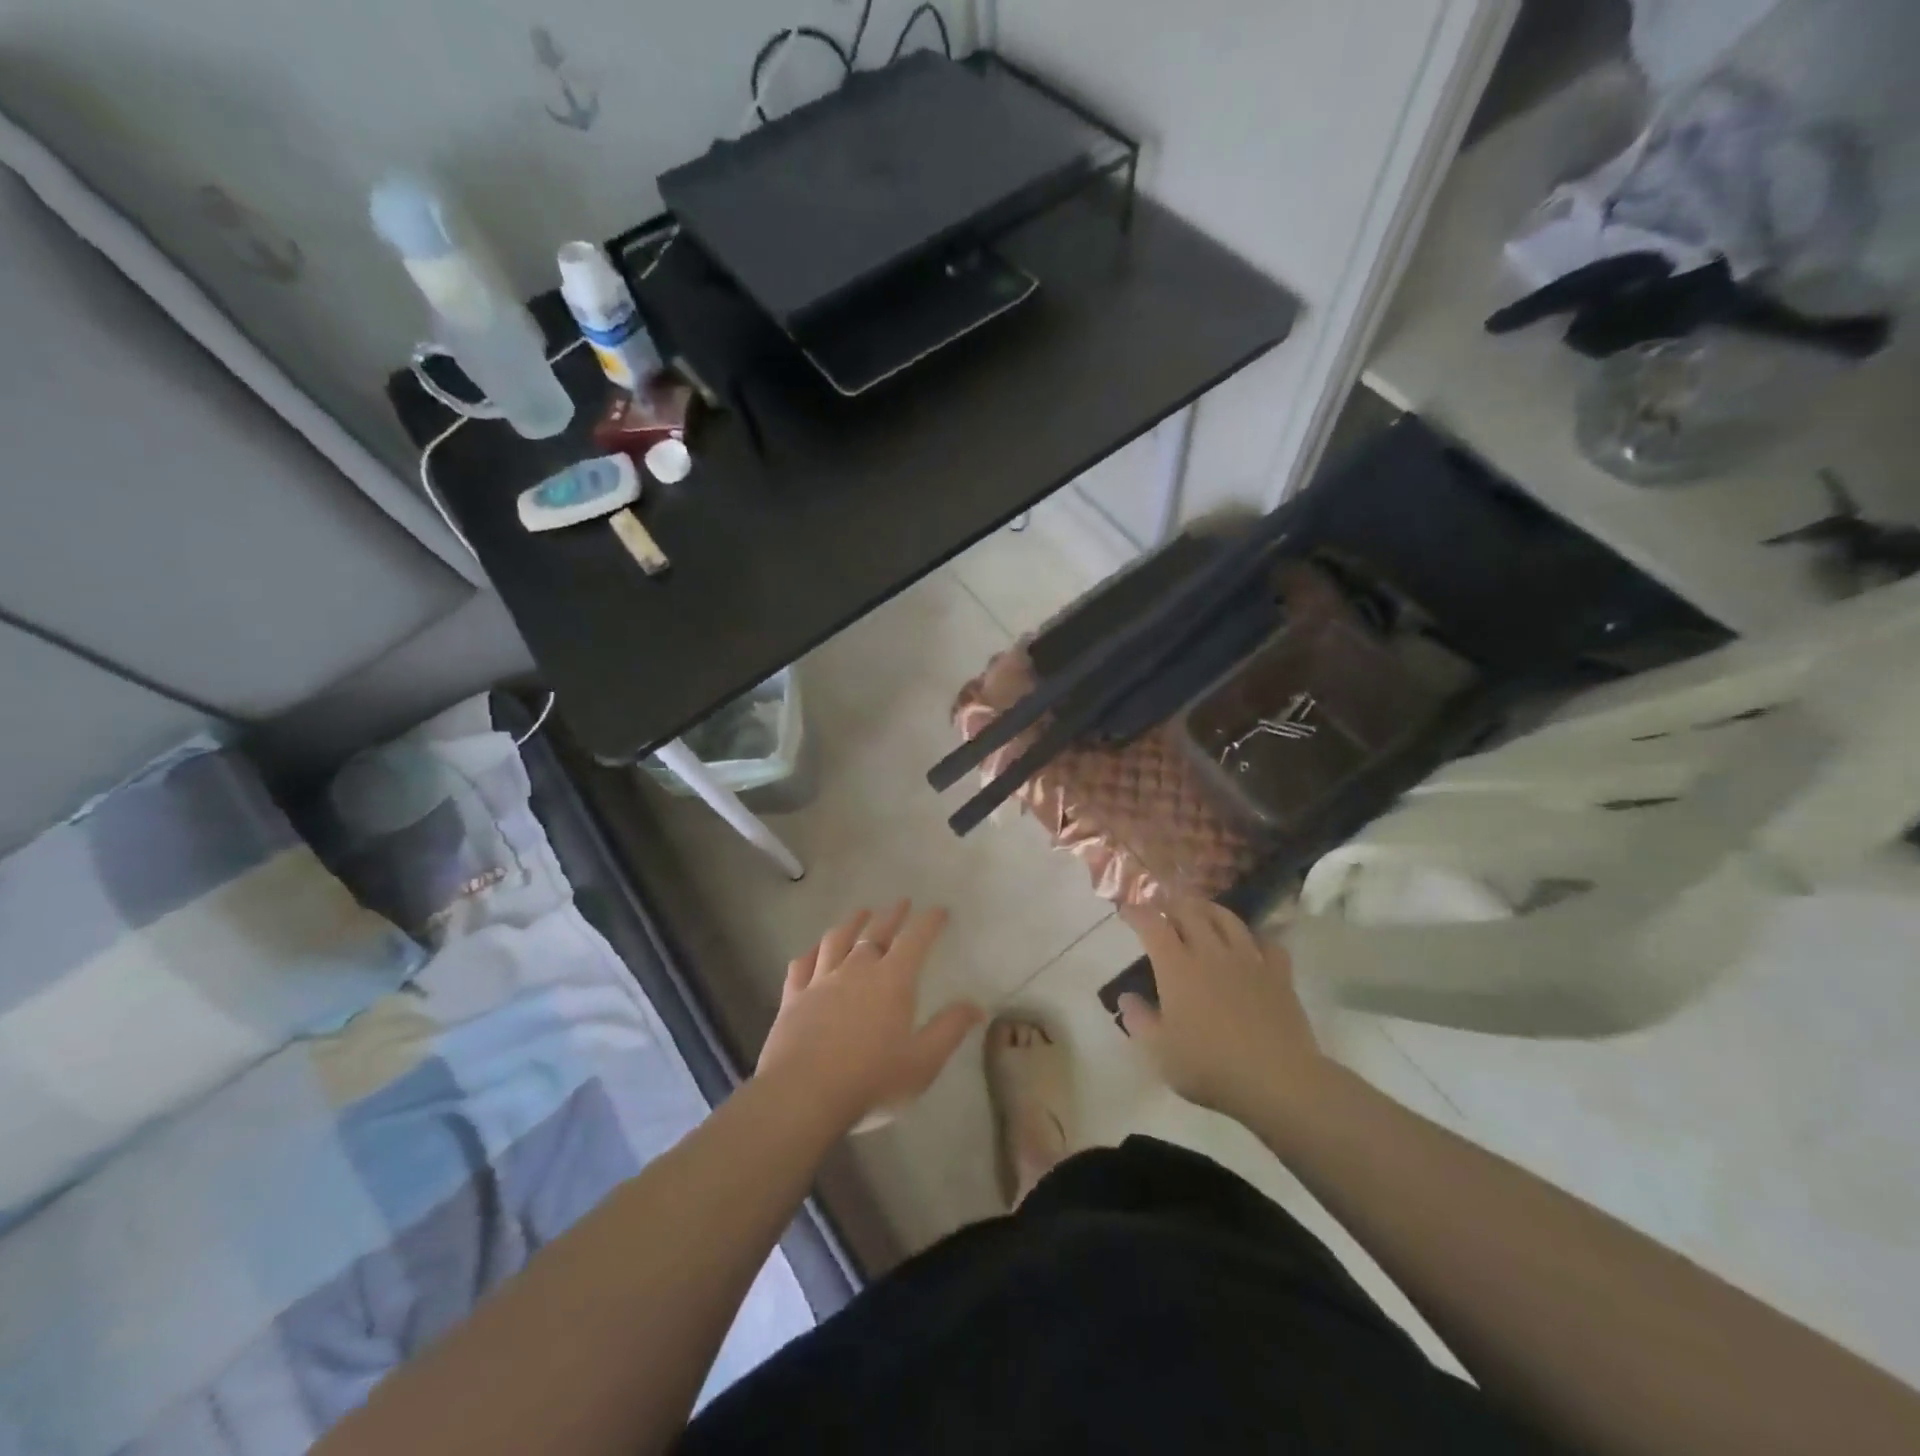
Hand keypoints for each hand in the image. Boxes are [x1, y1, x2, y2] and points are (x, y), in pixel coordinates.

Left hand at [756, 902, 982, 1129]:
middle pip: (876, 933)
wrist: (802, 1095)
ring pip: (837, 940)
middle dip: (892, 915)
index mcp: (892, 980)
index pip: (915, 940)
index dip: (929, 922)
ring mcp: (821, 981)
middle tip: (901, 903)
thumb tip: (976, 1006)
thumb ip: (950, 1030)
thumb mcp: (923, 1062)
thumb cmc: (871, 1080)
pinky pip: (802, 965)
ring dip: (851, 923)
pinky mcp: (793, 997)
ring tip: (861, 913)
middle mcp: (856, 970)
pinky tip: (814, 951)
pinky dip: (811, 953)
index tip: (939, 911)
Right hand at [1117, 898, 1328, 1123]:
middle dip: (1172, 905)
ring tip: (1200, 912)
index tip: (1126, 909)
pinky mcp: (1278, 973)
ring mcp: (1248, 959)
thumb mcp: (1159, 1051)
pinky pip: (1266, 942)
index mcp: (1176, 966)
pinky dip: (1253, 937)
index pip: (1152, 924)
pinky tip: (1249, 945)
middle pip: (1190, 911)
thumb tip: (1126, 997)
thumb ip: (1138, 1020)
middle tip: (1162, 910)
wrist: (1276, 1079)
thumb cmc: (1209, 1065)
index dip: (1137, 912)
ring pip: (1227, 918)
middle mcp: (1210, 952)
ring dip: (1208, 909)